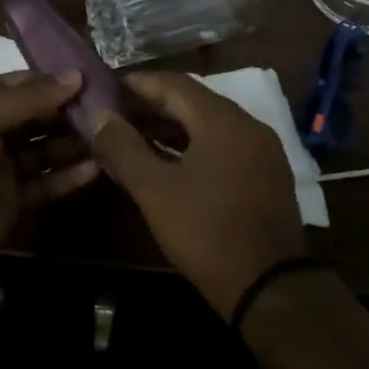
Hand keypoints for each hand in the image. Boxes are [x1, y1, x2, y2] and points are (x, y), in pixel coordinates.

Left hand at [0, 70, 98, 285]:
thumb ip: (28, 98)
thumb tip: (75, 76)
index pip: (14, 84)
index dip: (47, 79)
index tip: (85, 77)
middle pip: (34, 115)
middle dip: (66, 110)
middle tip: (106, 106)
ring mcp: (2, 168)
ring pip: (44, 149)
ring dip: (72, 142)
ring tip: (108, 135)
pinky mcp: (16, 199)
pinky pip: (47, 182)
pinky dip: (69, 176)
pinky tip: (96, 168)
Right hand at [92, 73, 305, 318]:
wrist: (266, 284)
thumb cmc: (205, 231)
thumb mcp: (154, 190)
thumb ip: (124, 148)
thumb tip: (100, 117)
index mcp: (223, 121)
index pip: (175, 84)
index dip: (139, 84)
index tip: (109, 87)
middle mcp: (249, 126)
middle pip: (195, 102)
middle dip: (155, 105)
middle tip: (118, 113)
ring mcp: (263, 151)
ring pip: (211, 125)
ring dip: (174, 127)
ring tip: (137, 136)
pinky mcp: (268, 175)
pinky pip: (226, 146)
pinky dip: (196, 146)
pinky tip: (171, 161)